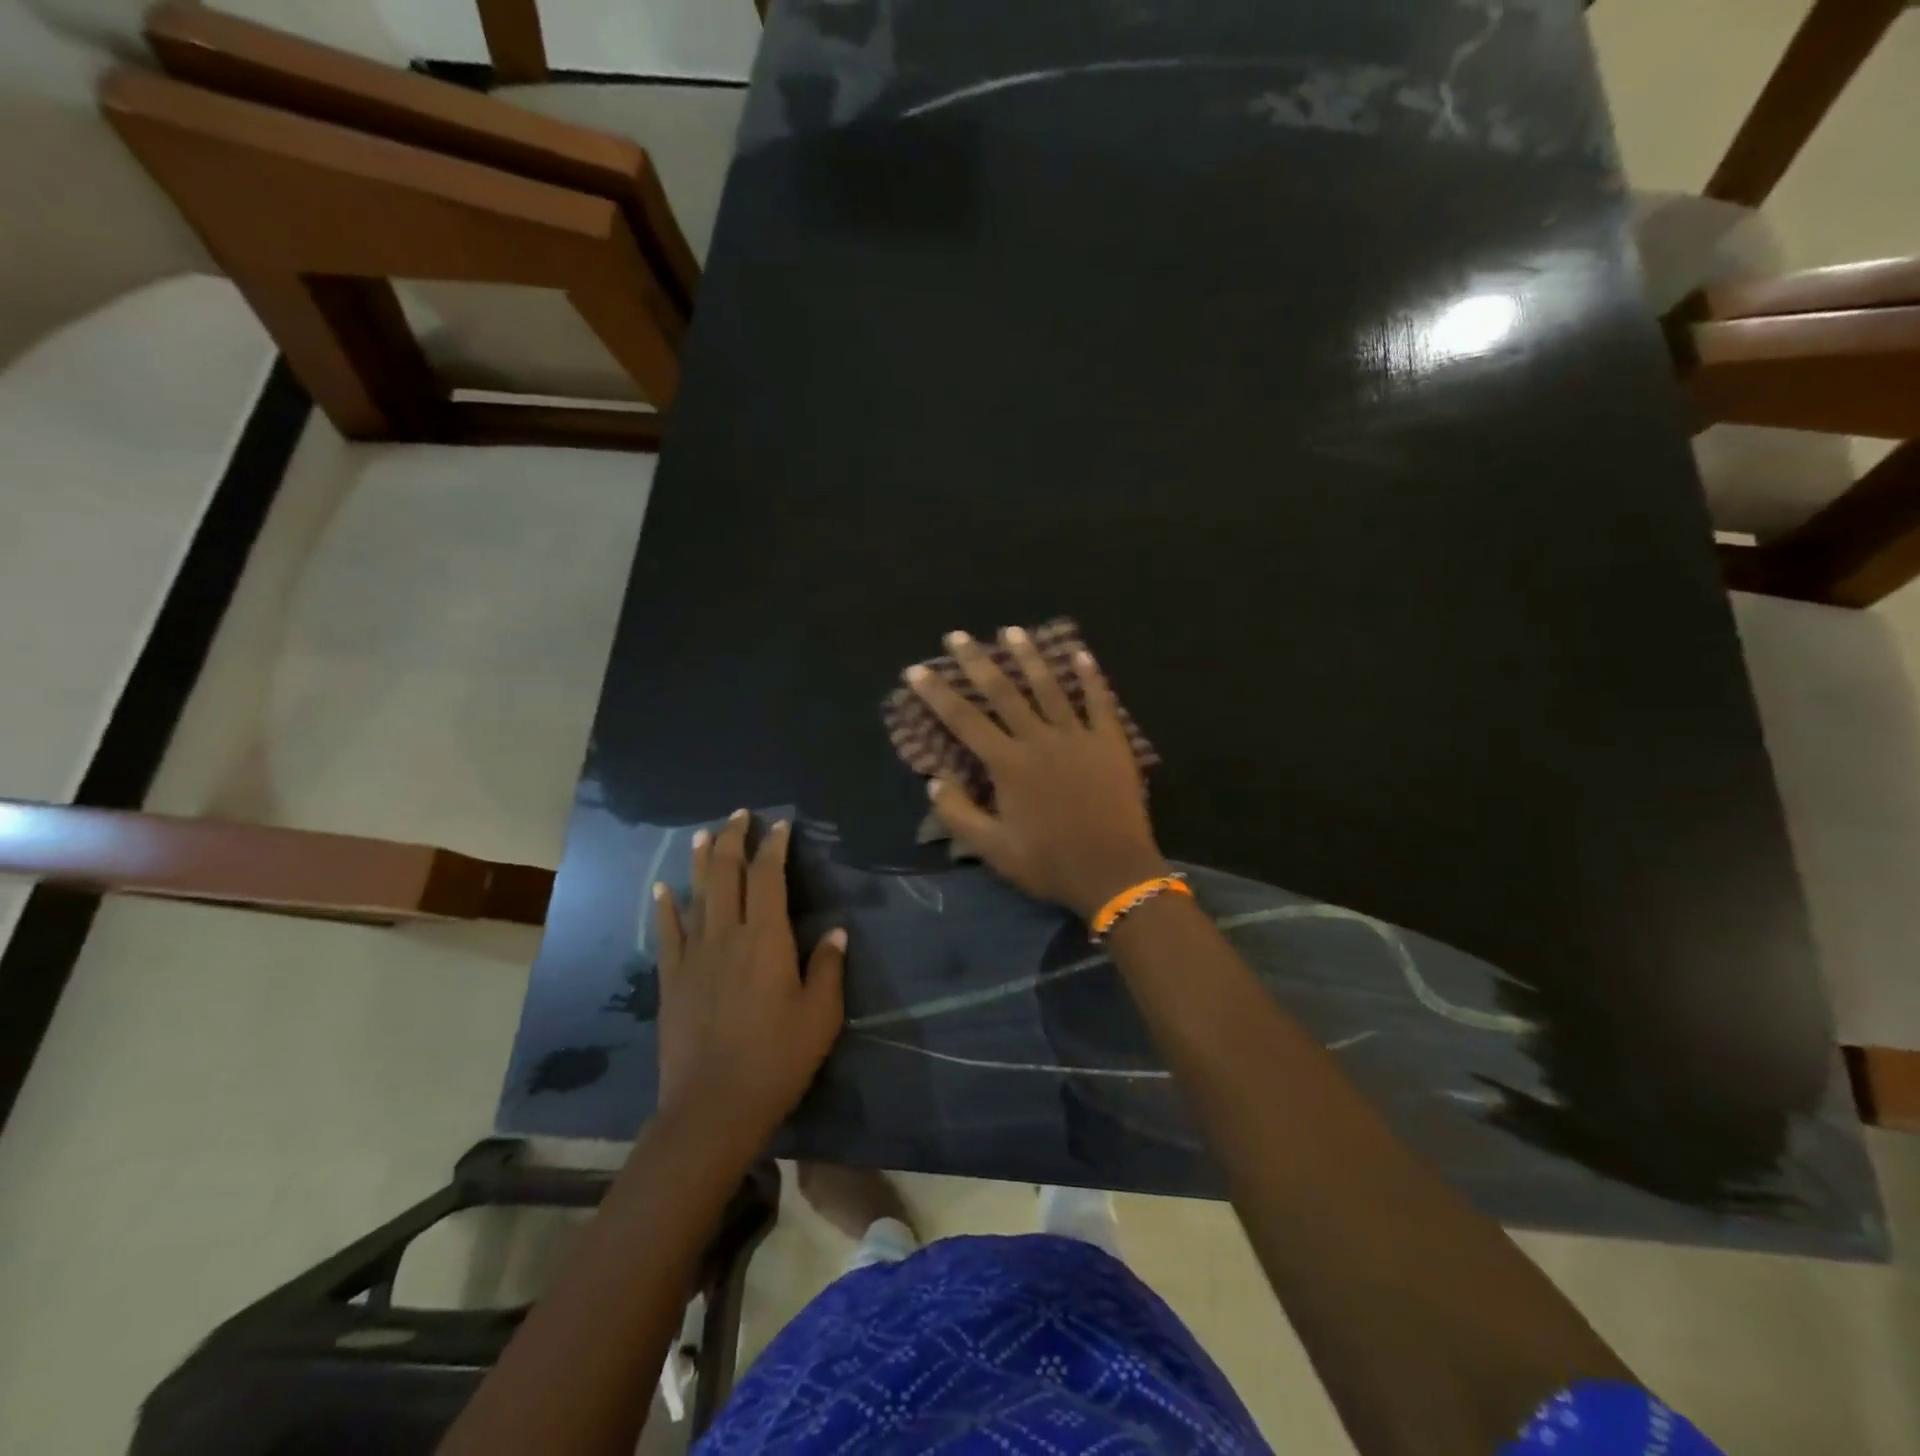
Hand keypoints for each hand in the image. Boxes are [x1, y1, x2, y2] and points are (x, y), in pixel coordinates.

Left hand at [652, 811, 845, 1144]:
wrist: (713, 1107)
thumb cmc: (777, 1059)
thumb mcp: (821, 1015)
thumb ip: (828, 967)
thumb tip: (837, 931)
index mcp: (766, 938)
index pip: (769, 877)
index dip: (774, 846)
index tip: (780, 825)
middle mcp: (727, 935)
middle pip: (728, 874)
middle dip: (735, 839)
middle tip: (740, 815)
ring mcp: (694, 955)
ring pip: (696, 894)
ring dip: (701, 860)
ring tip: (704, 833)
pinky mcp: (672, 979)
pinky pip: (668, 932)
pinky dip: (665, 906)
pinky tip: (663, 888)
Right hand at [908, 628, 1168, 918]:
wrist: (1114, 871)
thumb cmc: (1050, 863)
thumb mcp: (993, 850)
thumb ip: (958, 815)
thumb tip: (935, 780)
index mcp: (1008, 764)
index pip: (964, 720)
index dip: (937, 693)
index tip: (917, 670)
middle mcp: (1039, 740)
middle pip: (1003, 692)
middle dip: (977, 661)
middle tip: (957, 636)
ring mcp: (1078, 737)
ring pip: (1049, 687)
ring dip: (1029, 657)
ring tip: (1012, 631)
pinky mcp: (1110, 742)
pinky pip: (1099, 702)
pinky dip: (1090, 677)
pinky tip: (1081, 653)